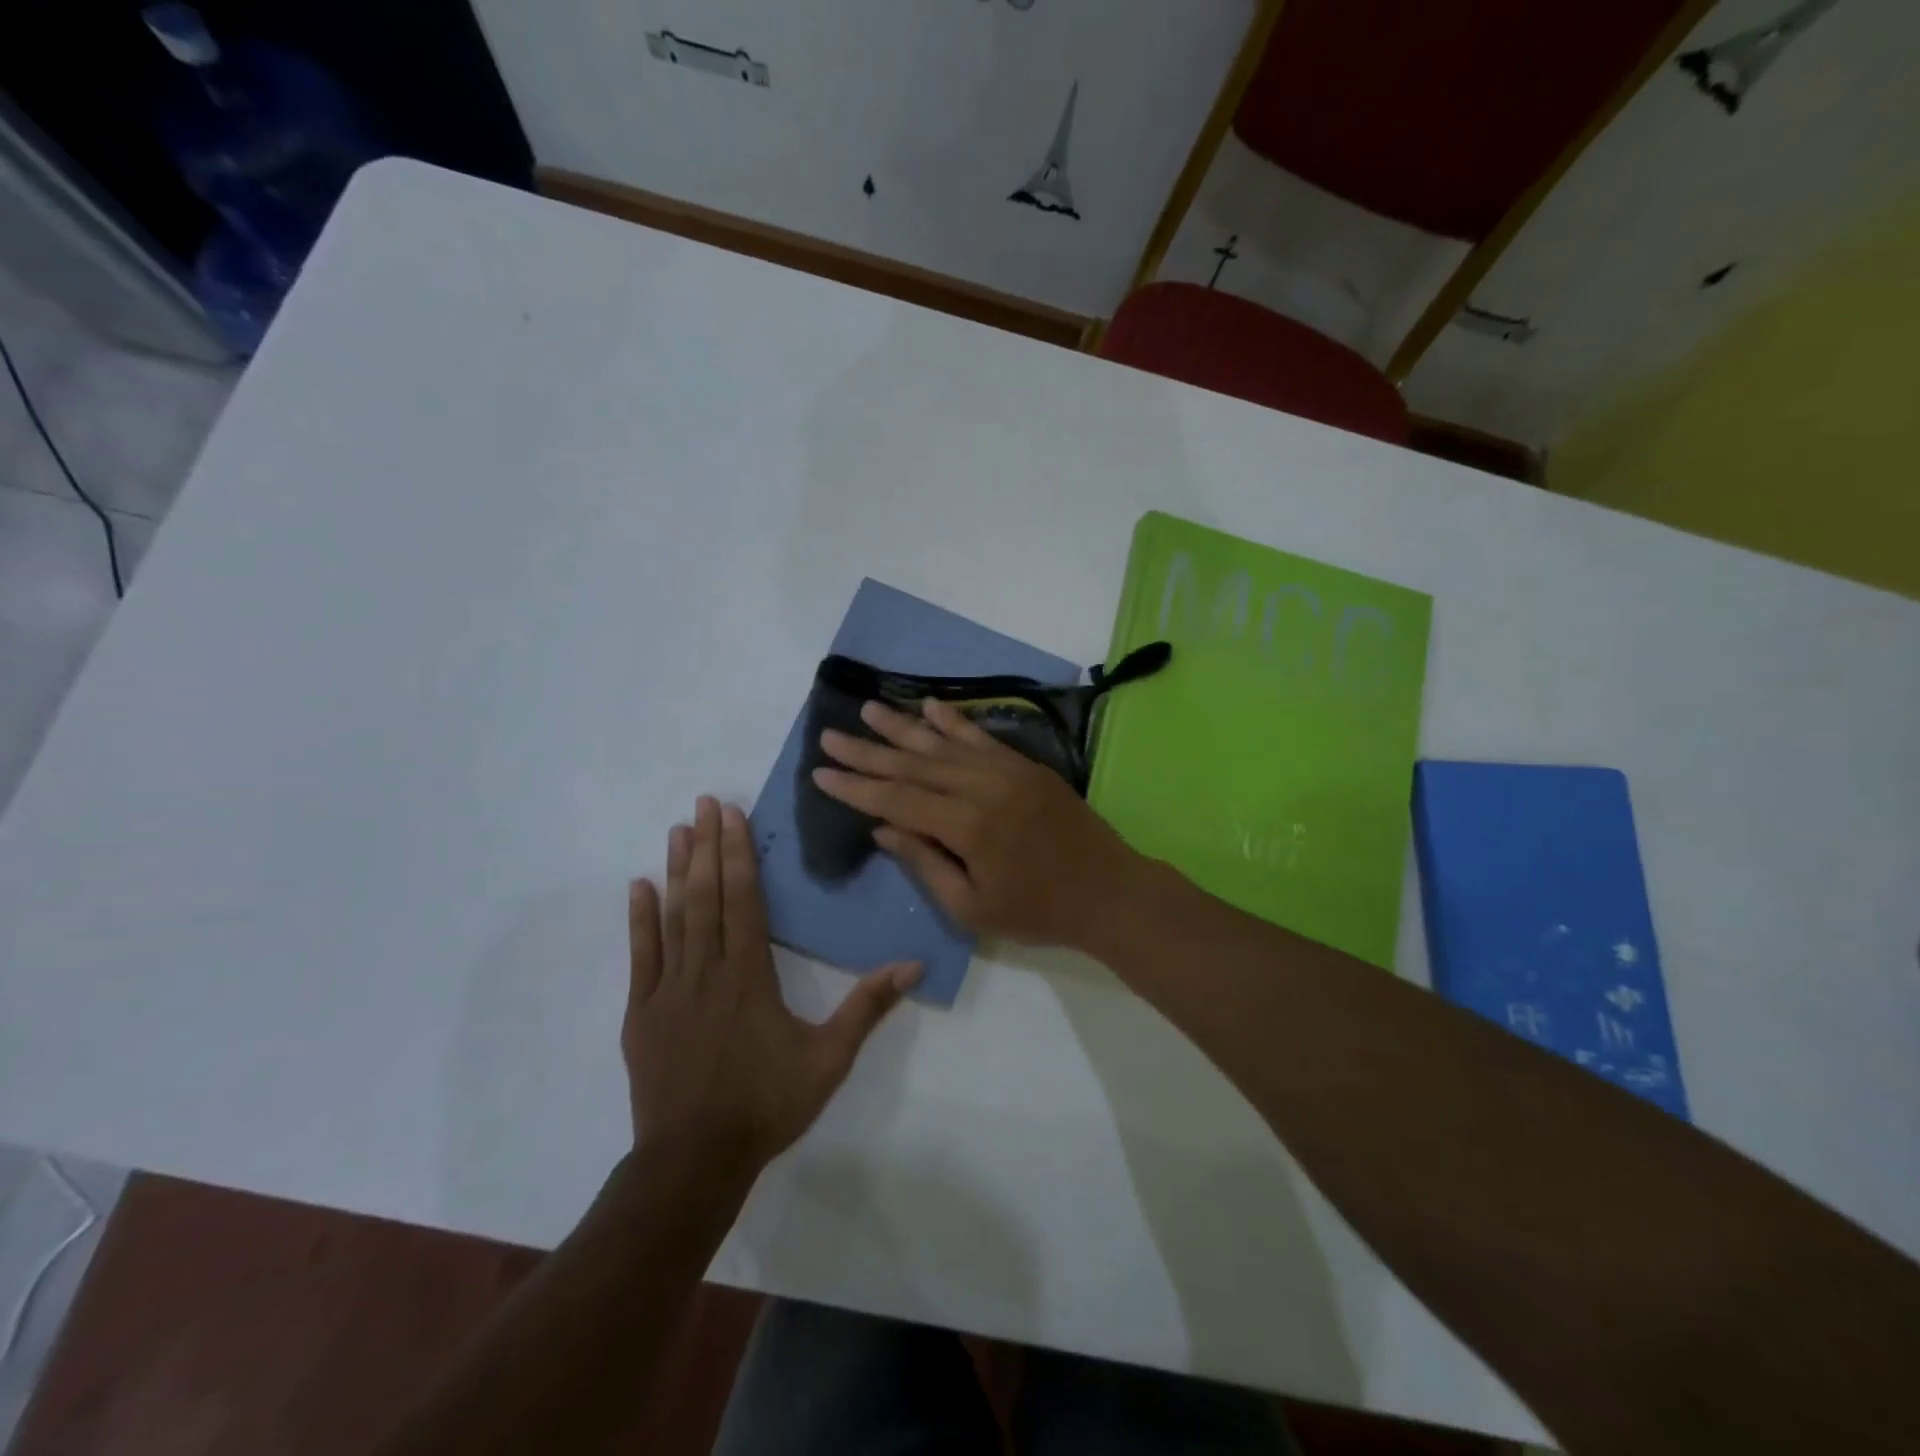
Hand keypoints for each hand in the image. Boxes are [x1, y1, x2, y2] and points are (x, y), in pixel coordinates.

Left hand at [622, 797, 918, 1183]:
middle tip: (704, 803)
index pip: (744, 901)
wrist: (694, 1161)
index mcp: (750, 975)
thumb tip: (913, 964)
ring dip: (677, 870)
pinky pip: (641, 955)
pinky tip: (638, 886)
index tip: (732, 816)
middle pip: (708, 896)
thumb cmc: (766, 1105)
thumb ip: (868, 1007)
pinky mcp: (642, 1011)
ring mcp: (669, 989)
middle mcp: (708, 970)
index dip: (738, 854)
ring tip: (677, 830)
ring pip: (675, 917)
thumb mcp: (829, 1059)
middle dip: (708, 846)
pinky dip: (640, 919)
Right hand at [811, 699, 1141, 949]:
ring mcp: (1006, 770)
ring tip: (868, 709)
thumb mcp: (971, 906)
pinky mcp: (1025, 765)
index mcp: (966, 825)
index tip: (820, 772)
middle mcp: (982, 786)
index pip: (896, 798)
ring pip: (943, 743)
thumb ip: (925, 862)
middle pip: (913, 764)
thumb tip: (882, 828)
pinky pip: (981, 737)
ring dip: (902, 727)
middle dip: (868, 751)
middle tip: (830, 735)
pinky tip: (928, 706)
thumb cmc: (1037, 910)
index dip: (856, 786)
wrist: (1108, 890)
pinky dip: (953, 720)